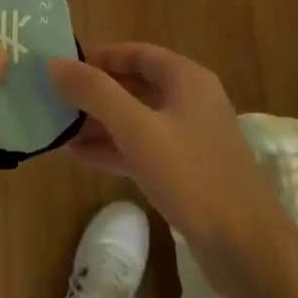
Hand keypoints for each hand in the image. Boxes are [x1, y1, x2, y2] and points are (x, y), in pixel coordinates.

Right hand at [49, 43, 280, 257]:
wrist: (245, 245)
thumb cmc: (190, 174)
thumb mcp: (136, 128)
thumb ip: (94, 92)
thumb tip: (53, 63)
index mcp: (186, 78)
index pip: (135, 52)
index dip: (98, 56)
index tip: (61, 66)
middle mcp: (191, 101)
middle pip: (135, 85)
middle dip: (95, 92)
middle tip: (54, 99)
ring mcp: (190, 138)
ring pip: (137, 119)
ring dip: (99, 122)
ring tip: (58, 129)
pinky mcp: (186, 172)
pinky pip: (143, 149)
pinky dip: (114, 148)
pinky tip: (80, 157)